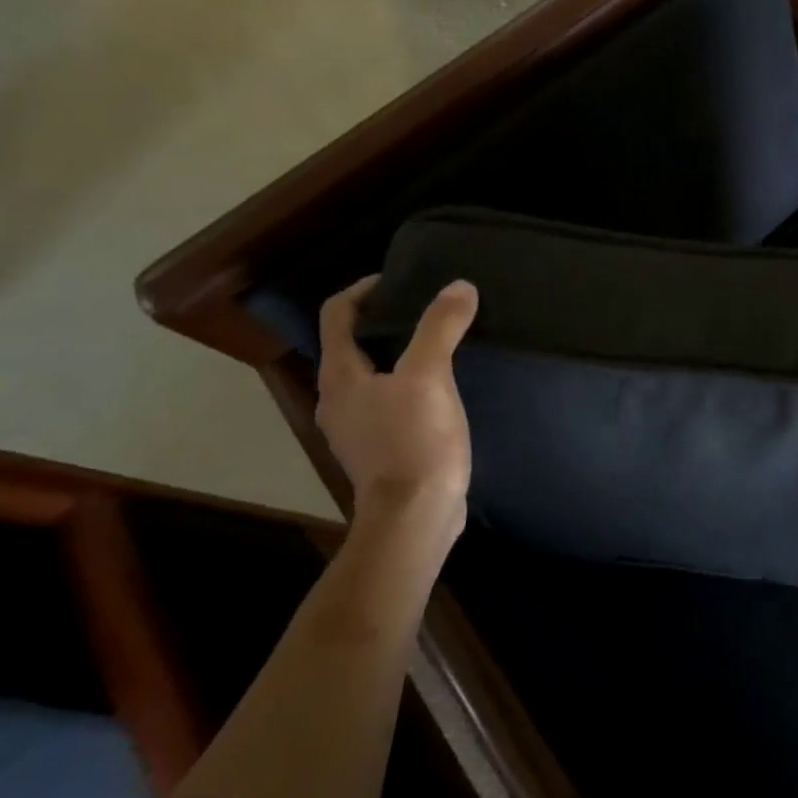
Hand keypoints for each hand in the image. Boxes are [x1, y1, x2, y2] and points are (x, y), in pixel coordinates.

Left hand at [315, 276, 477, 544]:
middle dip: (384, 321)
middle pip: (352, 344)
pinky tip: (440, 389)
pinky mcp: (379, 450)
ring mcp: (356, 428)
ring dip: (397, 354)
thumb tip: (459, 286)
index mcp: (339, 376)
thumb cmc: (414, 441)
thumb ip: (440, 327)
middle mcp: (338, 399)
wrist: (415, 517)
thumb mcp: (429, 376)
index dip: (364, 289)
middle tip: (426, 307)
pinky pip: (387, 401)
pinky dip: (407, 384)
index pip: (337, 314)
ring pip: (371, 375)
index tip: (400, 280)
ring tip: (438, 344)